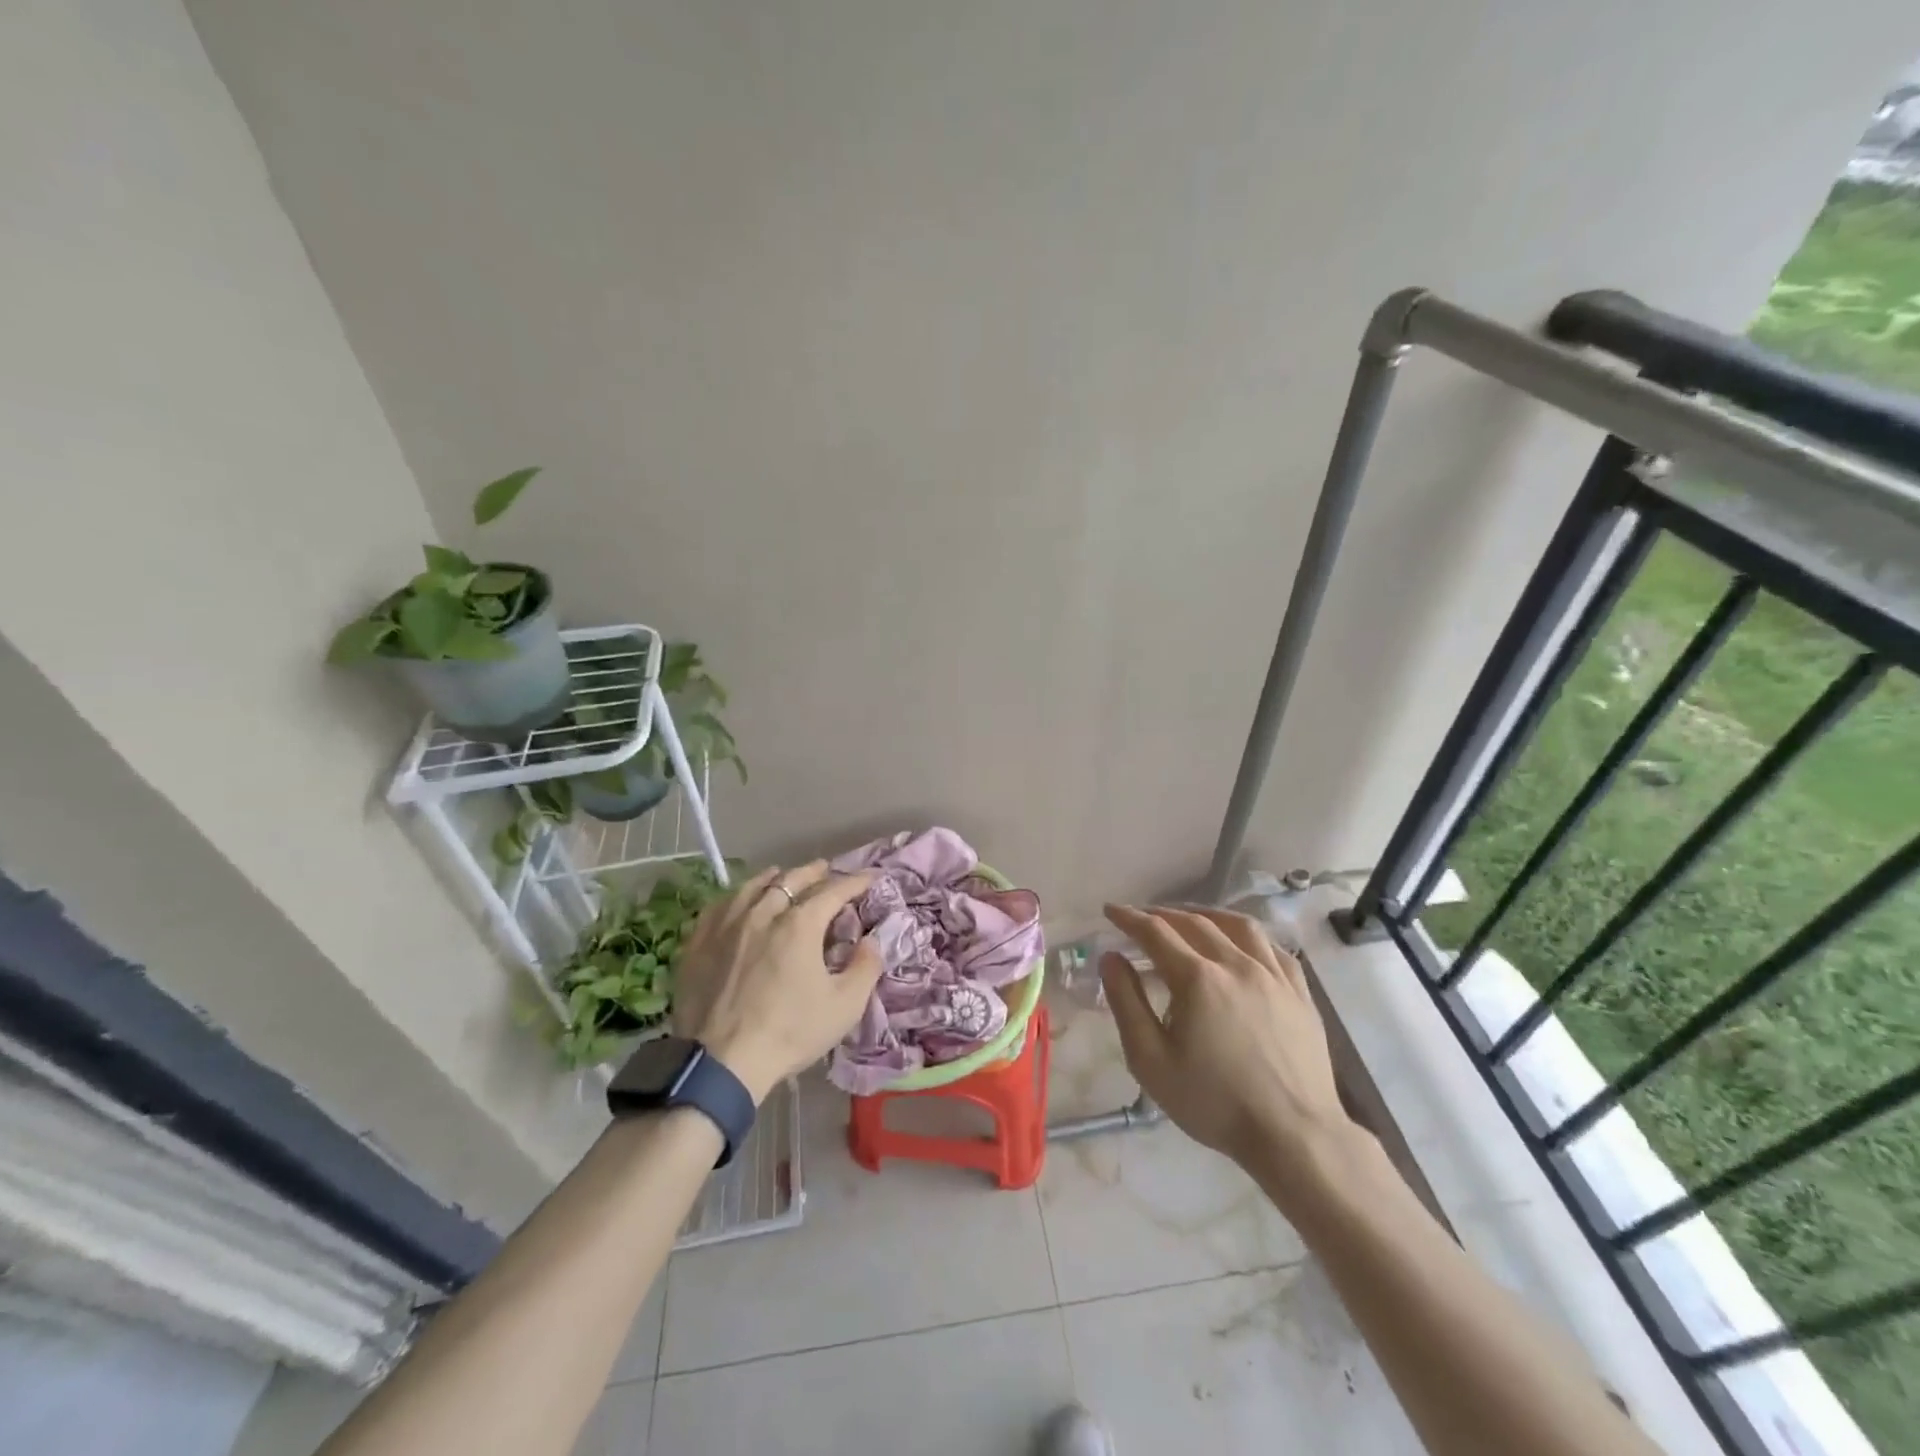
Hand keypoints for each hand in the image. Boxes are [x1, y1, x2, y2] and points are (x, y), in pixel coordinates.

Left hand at [670, 862, 882, 1103]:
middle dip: (814, 872)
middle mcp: (763, 912)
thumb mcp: (845, 1006)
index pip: (834, 891)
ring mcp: (727, 925)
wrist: (721, 1062)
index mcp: (800, 924)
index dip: (855, 882)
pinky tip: (739, 900)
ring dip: (774, 877)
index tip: (870, 877)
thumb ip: (866, 967)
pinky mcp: (699, 942)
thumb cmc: (790, 1032)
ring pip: (753, 886)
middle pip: (791, 879)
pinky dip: (737, 896)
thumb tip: (872, 940)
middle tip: (826, 870)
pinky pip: (720, 905)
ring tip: (782, 875)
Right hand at [1100, 904, 1355, 1175]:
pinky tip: (1241, 944)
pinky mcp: (1300, 992)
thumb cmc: (1214, 1103)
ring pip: (1238, 925)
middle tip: (1142, 917)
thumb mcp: (1151, 1060)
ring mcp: (1273, 975)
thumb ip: (1127, 1003)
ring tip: (1190, 918)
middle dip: (1162, 914)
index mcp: (1197, 979)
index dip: (1129, 917)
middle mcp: (1236, 964)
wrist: (1294, 1136)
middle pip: (1194, 922)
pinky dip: (1249, 936)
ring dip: (1207, 915)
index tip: (1111, 910)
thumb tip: (1111, 958)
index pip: (1155, 932)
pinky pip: (1273, 947)